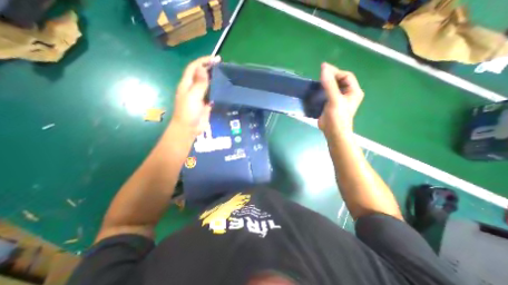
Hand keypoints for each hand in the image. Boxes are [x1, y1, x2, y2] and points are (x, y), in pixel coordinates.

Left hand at [170, 54, 219, 135]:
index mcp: (187, 84)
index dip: (203, 61)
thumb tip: (202, 68)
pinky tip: (224, 89)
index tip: (216, 59)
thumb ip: (199, 83)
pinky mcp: (206, 103)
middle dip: (210, 68)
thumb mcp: (193, 96)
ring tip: (225, 76)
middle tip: (222, 66)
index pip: (194, 67)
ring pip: (207, 84)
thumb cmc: (188, 112)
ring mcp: (200, 96)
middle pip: (201, 74)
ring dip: (214, 79)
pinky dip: (217, 90)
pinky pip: (212, 94)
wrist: (189, 128)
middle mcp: (193, 88)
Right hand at [319, 62, 362, 137]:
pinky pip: (327, 93)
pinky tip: (316, 90)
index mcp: (353, 91)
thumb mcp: (335, 99)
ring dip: (325, 83)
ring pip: (332, 87)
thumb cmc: (337, 117)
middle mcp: (347, 93)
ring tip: (316, 82)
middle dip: (330, 77)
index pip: (346, 76)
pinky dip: (321, 90)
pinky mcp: (330, 104)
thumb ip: (329, 84)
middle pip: (339, 80)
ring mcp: (338, 99)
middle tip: (319, 76)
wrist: (333, 132)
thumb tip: (323, 68)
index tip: (323, 71)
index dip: (336, 72)